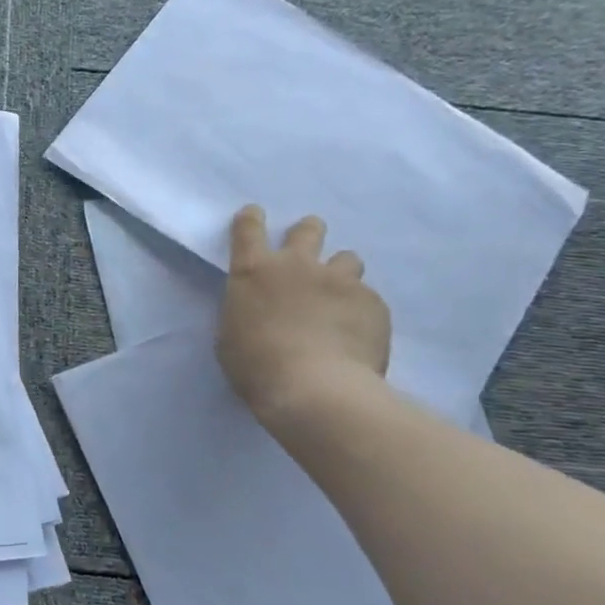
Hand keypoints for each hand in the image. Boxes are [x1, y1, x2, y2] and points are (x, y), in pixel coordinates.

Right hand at [217, 205, 390, 424]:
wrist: (314, 389)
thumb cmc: (256, 366)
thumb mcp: (231, 336)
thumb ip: (247, 311)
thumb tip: (261, 310)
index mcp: (253, 272)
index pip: (248, 229)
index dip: (251, 219)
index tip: (255, 216)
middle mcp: (297, 265)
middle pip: (308, 229)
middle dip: (308, 233)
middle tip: (306, 254)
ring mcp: (339, 280)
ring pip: (347, 259)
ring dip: (341, 273)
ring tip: (338, 300)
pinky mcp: (373, 302)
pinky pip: (368, 298)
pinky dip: (360, 311)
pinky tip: (356, 335)